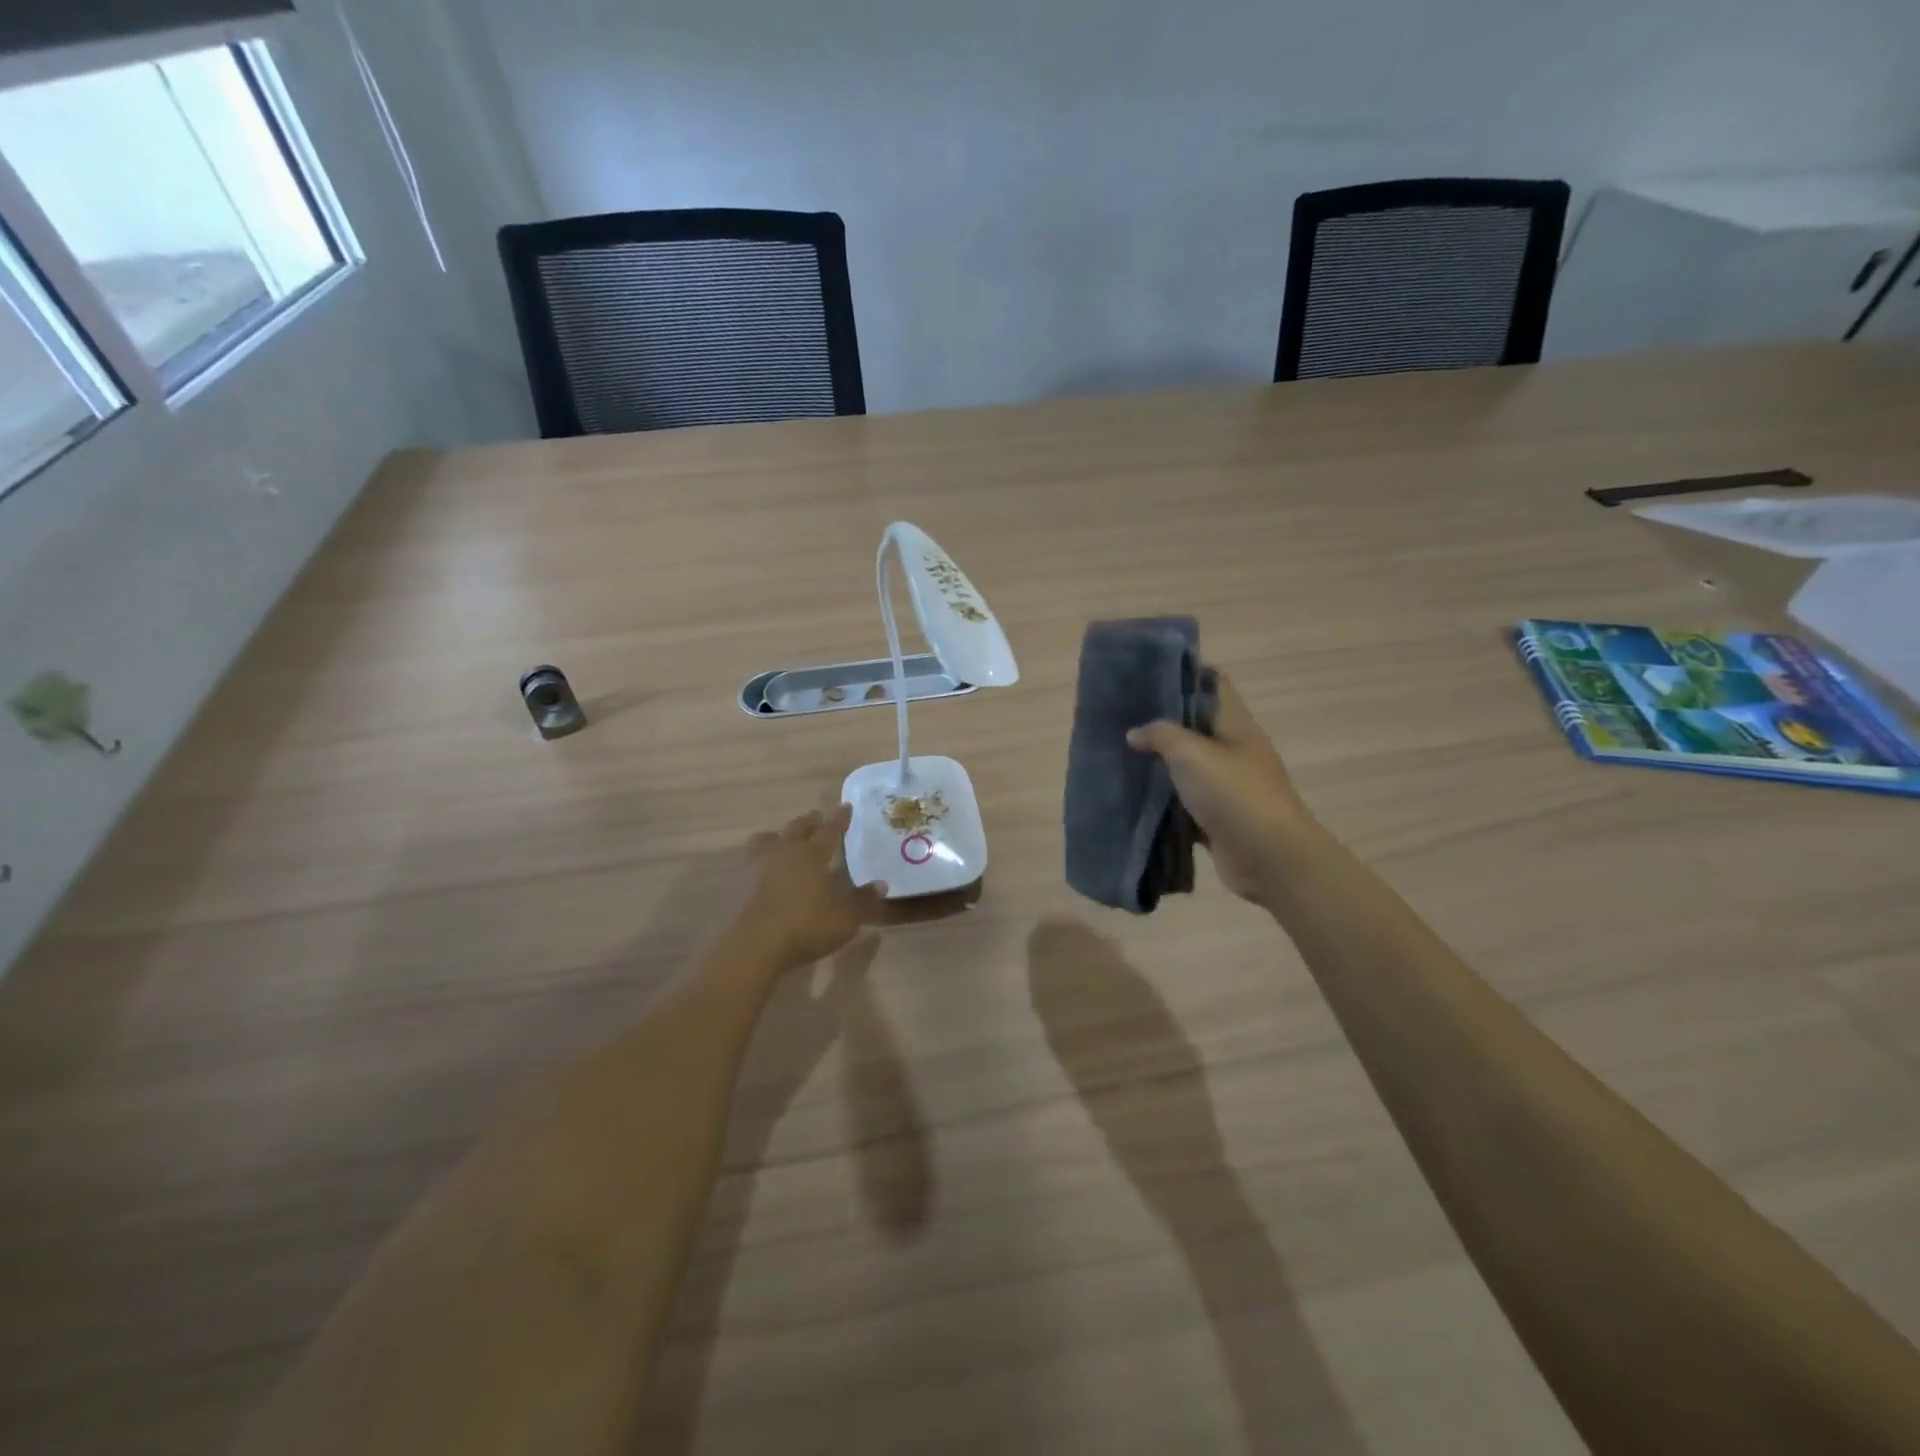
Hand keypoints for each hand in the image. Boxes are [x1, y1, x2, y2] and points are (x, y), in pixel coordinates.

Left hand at [738, 805, 887, 970]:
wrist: (753, 945)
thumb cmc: (806, 926)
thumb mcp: (845, 918)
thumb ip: (863, 900)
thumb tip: (881, 884)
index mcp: (812, 854)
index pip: (830, 830)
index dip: (839, 819)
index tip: (846, 806)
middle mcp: (784, 851)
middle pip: (797, 828)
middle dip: (810, 821)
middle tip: (817, 817)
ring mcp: (757, 865)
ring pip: (767, 839)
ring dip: (779, 835)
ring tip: (783, 838)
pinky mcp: (738, 883)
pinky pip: (751, 860)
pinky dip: (760, 858)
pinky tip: (763, 868)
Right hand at [1127, 672, 1318, 907]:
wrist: (1270, 859)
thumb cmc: (1235, 795)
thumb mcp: (1192, 754)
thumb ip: (1160, 736)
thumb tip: (1135, 732)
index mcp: (1236, 725)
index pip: (1213, 685)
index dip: (1185, 674)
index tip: (1147, 674)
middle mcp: (1234, 751)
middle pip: (1196, 726)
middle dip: (1162, 721)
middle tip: (1122, 717)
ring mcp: (1228, 787)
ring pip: (1188, 767)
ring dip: (1159, 763)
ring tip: (1120, 754)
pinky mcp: (1218, 819)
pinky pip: (1185, 803)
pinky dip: (1164, 800)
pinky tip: (1135, 797)